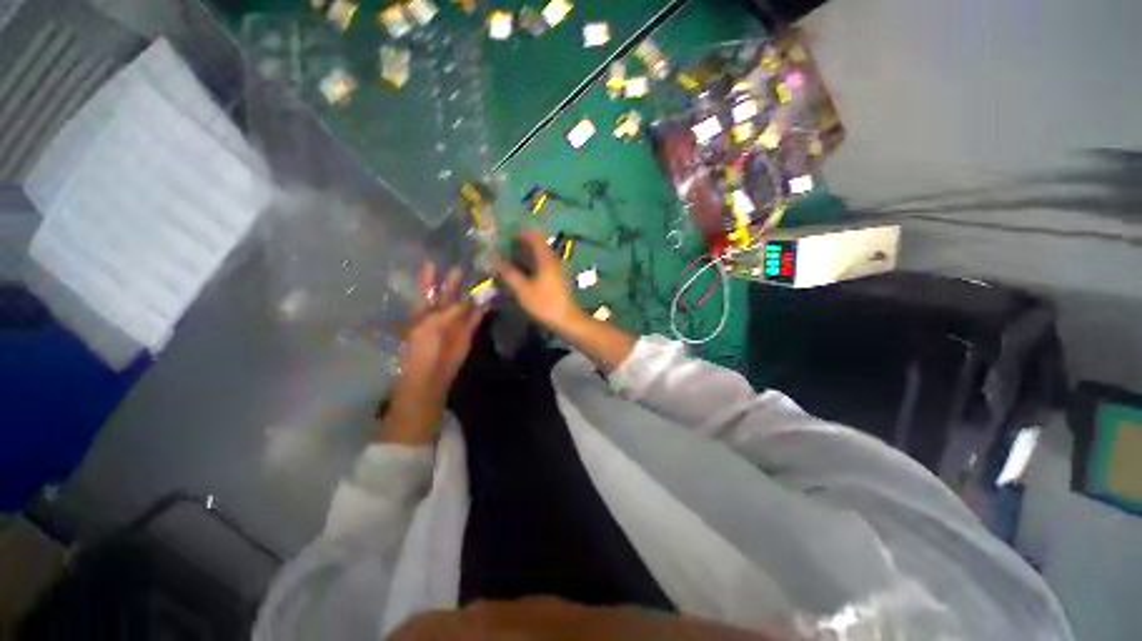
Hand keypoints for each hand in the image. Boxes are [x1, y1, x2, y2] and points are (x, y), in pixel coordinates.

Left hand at [380, 262, 485, 444]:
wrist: (432, 373)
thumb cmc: (423, 347)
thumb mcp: (433, 324)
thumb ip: (454, 310)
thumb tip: (474, 296)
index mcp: (423, 310)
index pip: (426, 289)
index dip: (428, 276)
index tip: (432, 260)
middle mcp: (439, 313)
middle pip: (447, 293)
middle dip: (453, 281)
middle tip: (462, 265)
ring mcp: (454, 322)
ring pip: (465, 304)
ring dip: (472, 293)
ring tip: (482, 278)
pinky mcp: (468, 331)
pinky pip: (476, 316)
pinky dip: (483, 308)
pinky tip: (491, 297)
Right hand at [496, 229, 583, 331]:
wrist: (567, 320)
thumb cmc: (545, 303)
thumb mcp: (523, 290)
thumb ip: (509, 273)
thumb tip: (495, 260)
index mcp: (545, 258)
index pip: (533, 236)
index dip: (519, 233)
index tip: (504, 235)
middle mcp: (552, 259)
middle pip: (536, 245)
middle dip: (519, 244)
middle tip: (502, 248)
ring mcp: (555, 269)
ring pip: (538, 256)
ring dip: (524, 255)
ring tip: (507, 259)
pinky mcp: (556, 279)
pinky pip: (541, 265)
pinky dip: (530, 265)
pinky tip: (520, 272)